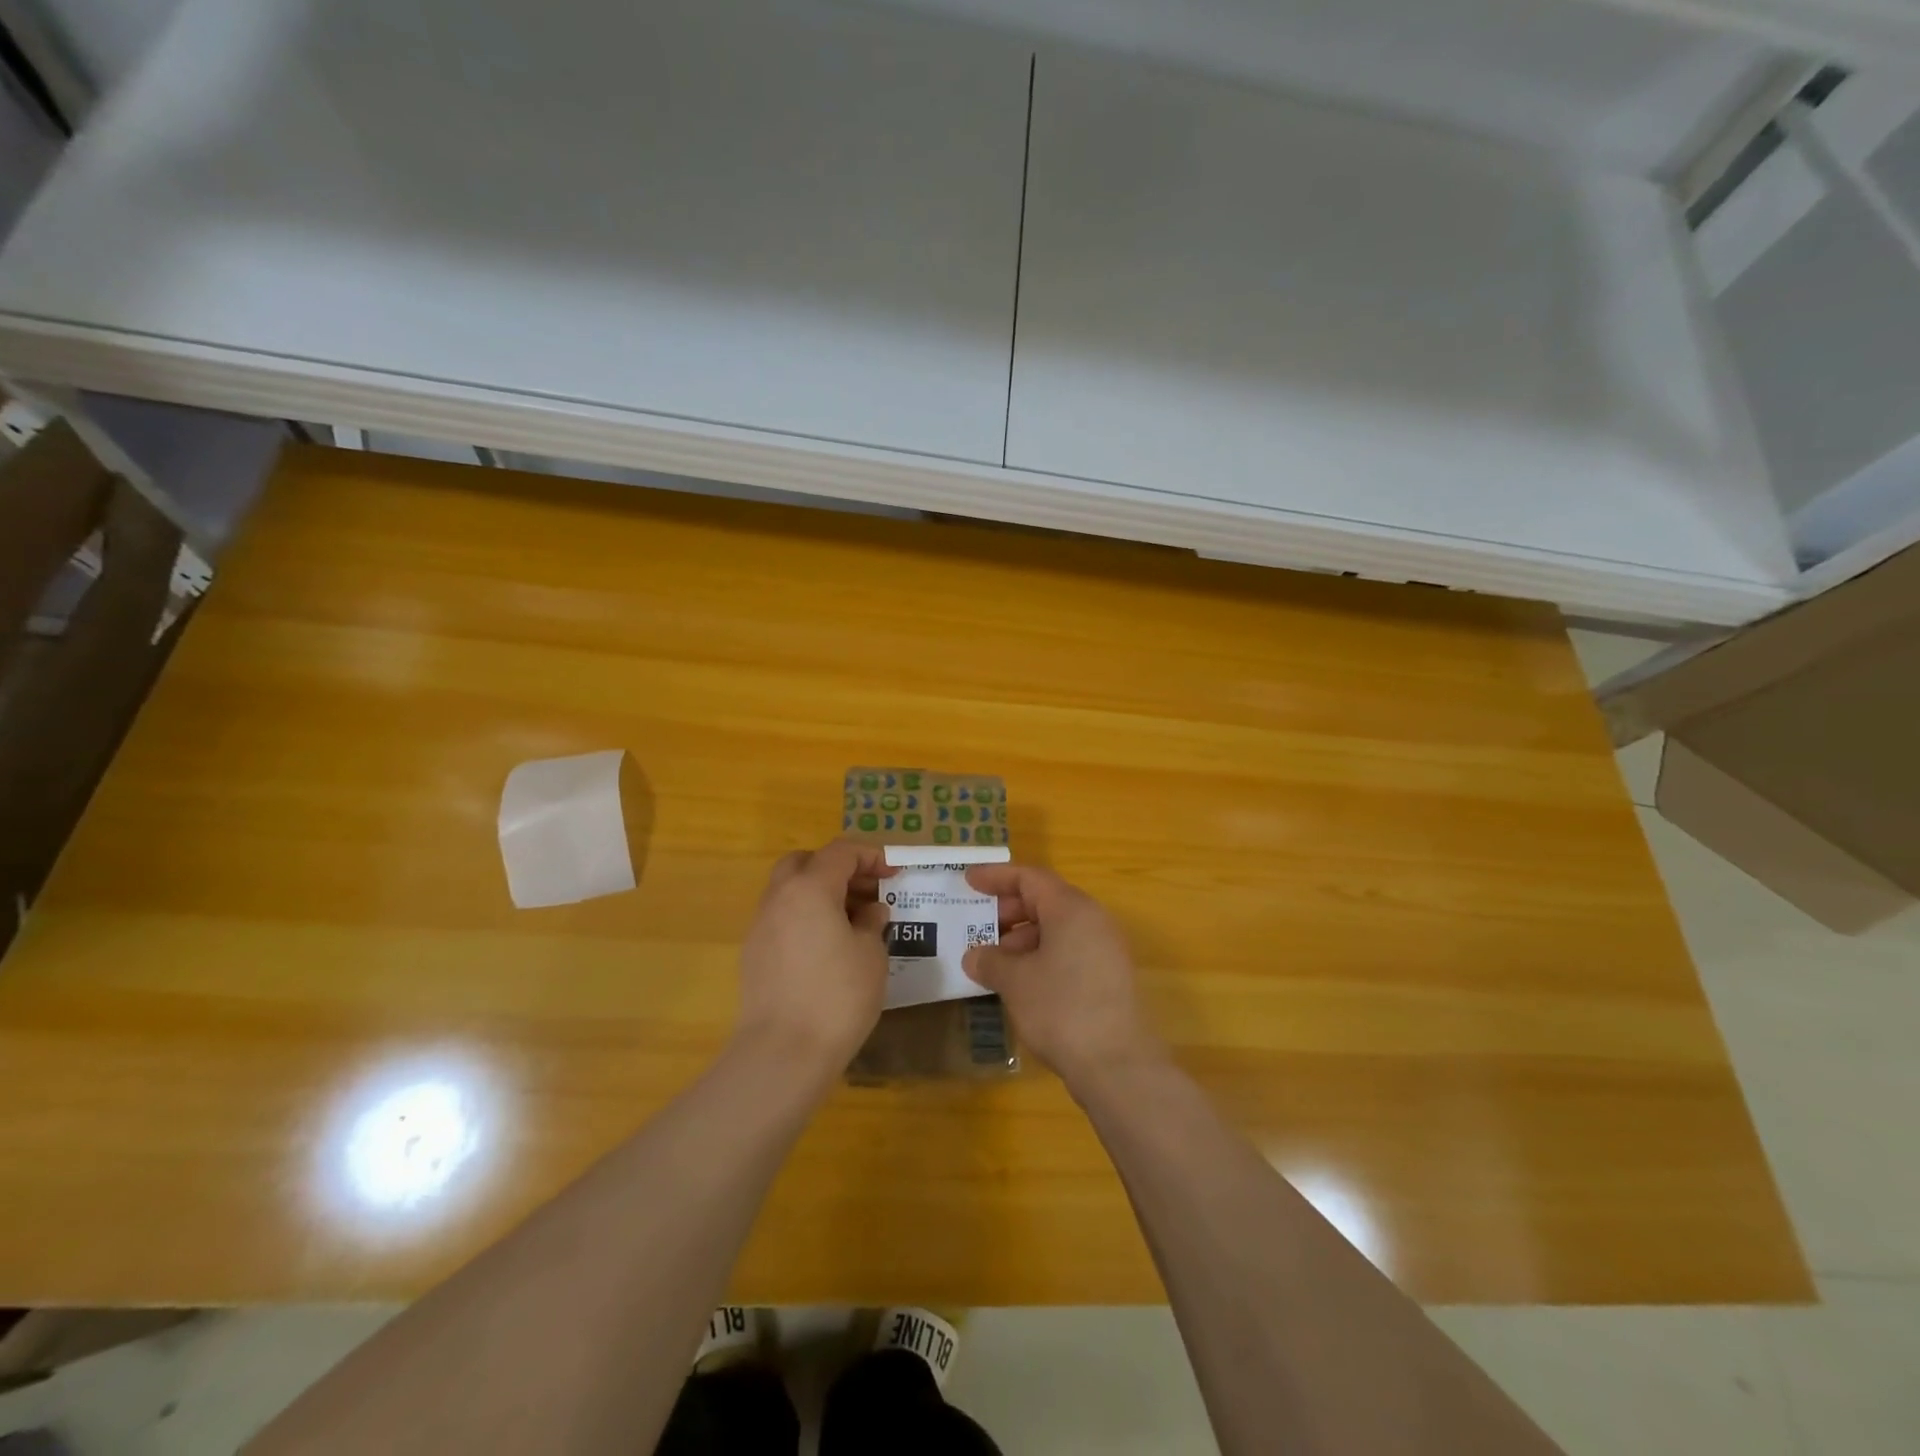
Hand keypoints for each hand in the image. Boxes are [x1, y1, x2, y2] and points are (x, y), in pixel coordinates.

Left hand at [735, 841, 892, 1077]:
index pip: (841, 852)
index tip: (893, 874)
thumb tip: (869, 912)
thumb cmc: (837, 996)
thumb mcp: (871, 955)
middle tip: (866, 891)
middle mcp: (779, 898)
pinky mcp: (753, 954)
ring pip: (790, 890)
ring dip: (820, 893)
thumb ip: (872, 923)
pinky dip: (805, 917)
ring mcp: (760, 926)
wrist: (783, 1053)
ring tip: (852, 921)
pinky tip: (827, 947)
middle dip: (837, 868)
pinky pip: (782, 918)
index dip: (871, 856)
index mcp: (810, 888)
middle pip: (806, 862)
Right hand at [962, 863, 1166, 1090]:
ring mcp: (1105, 948)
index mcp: (1071, 908)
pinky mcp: (1109, 976)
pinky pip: (1069, 950)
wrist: (1118, 1065)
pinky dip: (1042, 955)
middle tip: (979, 925)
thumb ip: (990, 961)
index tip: (968, 881)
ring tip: (994, 960)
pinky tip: (1021, 981)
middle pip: (1045, 900)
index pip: (1029, 878)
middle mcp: (1093, 919)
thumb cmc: (1061, 1009)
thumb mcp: (1015, 982)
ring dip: (1023, 937)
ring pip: (1058, 927)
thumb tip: (974, 956)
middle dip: (1008, 909)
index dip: (996, 877)